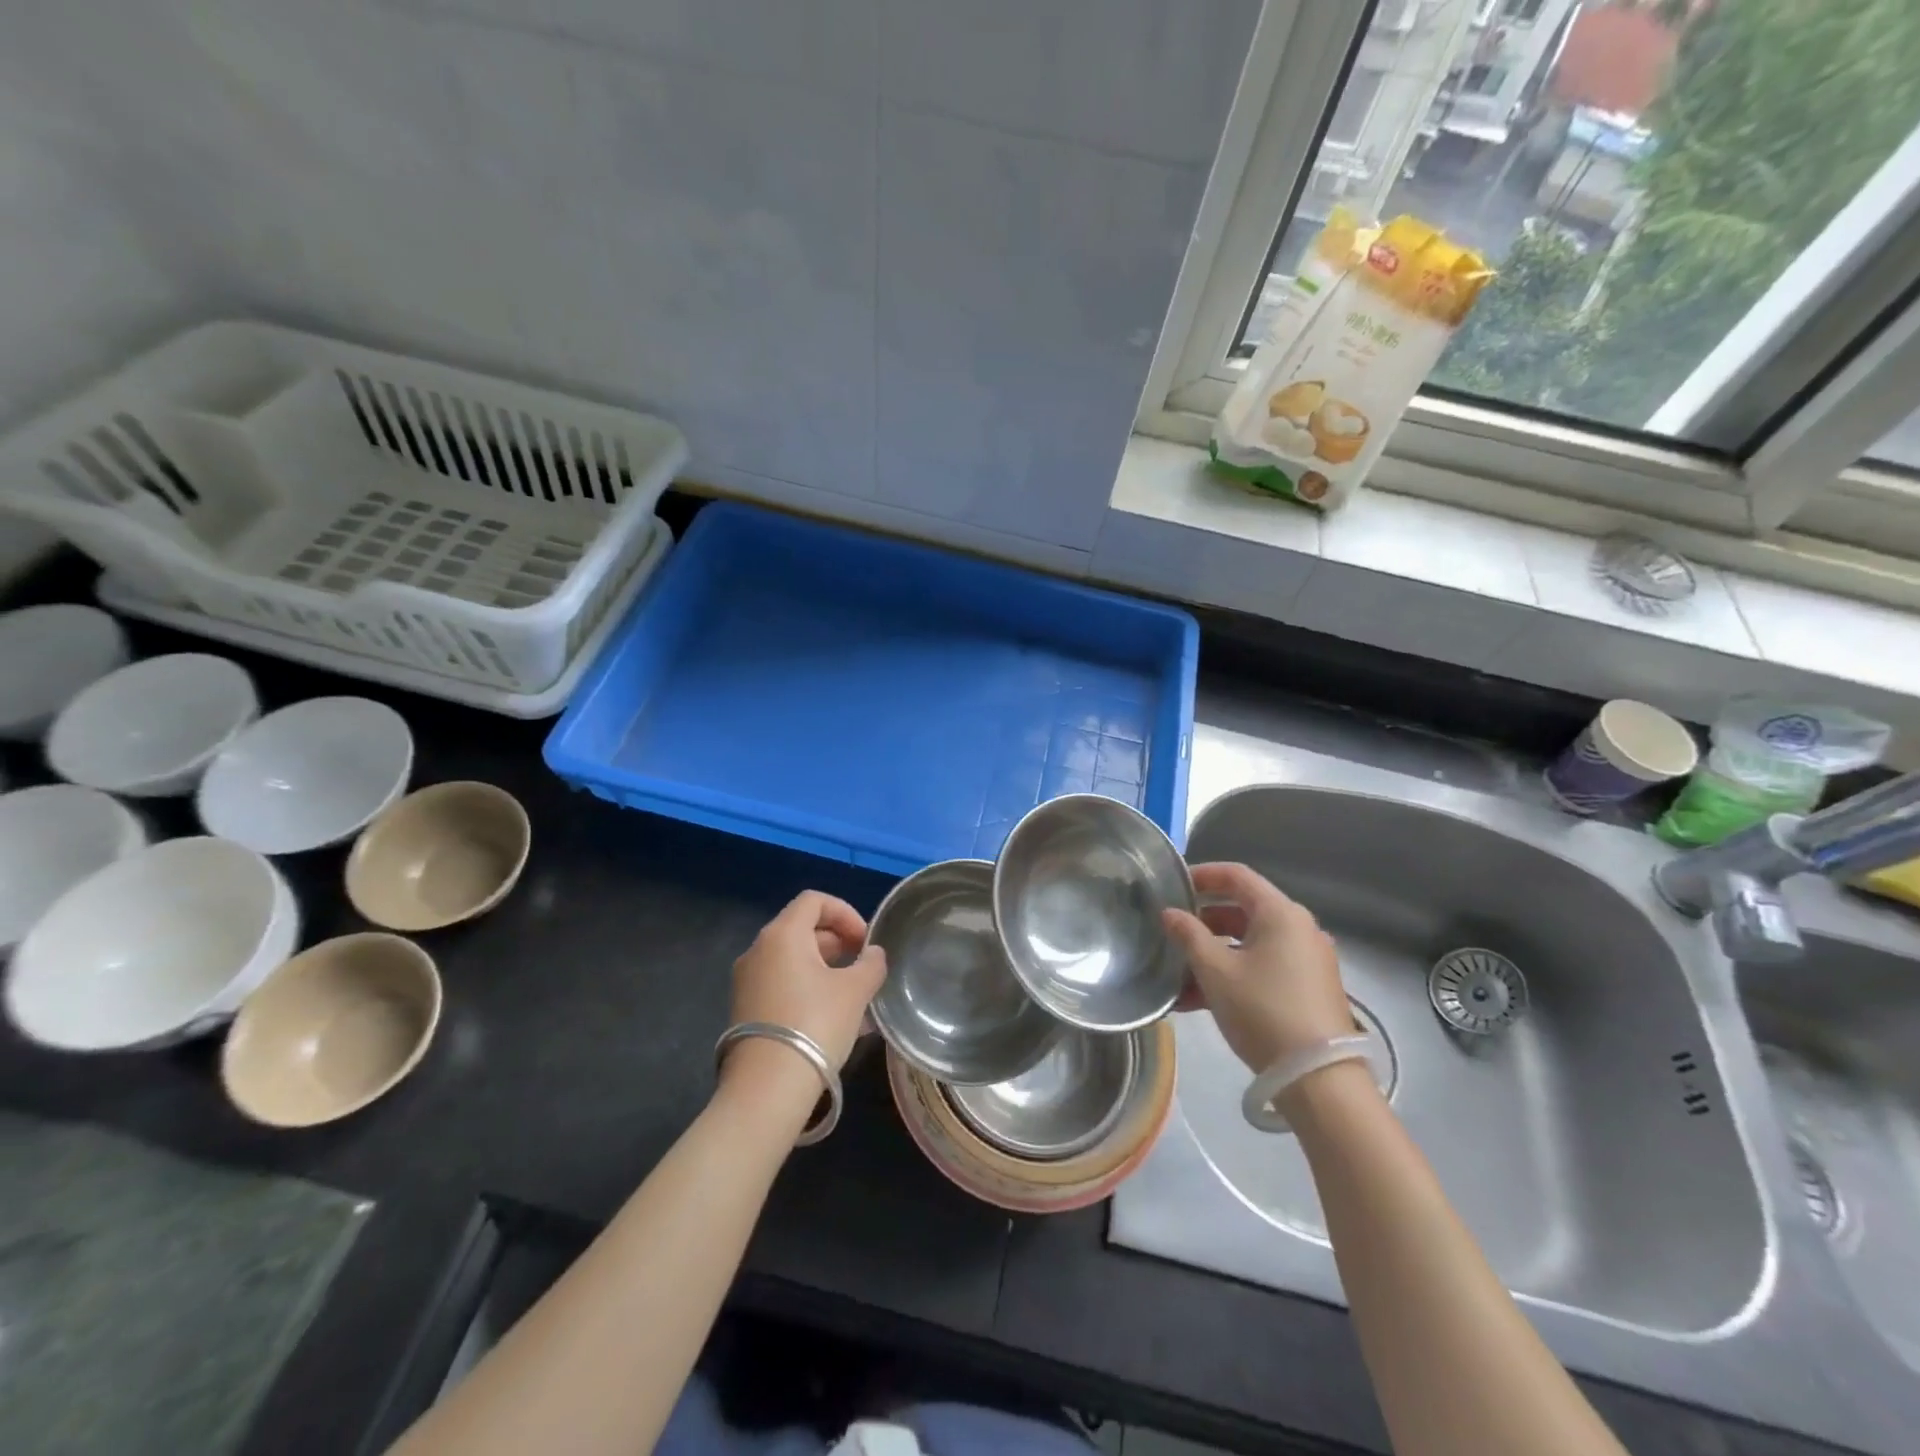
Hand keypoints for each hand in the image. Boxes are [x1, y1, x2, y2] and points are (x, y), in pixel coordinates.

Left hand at [726, 892, 886, 1088]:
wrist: (767, 1089)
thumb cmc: (815, 1025)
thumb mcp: (855, 991)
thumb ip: (870, 964)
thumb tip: (873, 954)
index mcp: (782, 934)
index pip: (814, 901)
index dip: (845, 912)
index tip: (864, 941)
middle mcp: (758, 950)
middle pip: (801, 928)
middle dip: (837, 942)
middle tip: (861, 967)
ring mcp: (746, 980)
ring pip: (792, 959)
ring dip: (824, 968)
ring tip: (852, 996)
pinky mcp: (744, 1009)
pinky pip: (781, 983)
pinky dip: (806, 988)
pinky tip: (831, 1017)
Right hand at [1162, 863, 1354, 1074]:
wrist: (1318, 1079)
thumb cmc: (1263, 1010)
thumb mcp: (1215, 971)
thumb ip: (1188, 935)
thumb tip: (1169, 913)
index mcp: (1281, 913)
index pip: (1237, 875)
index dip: (1202, 875)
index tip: (1173, 886)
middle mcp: (1299, 928)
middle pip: (1244, 909)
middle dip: (1203, 921)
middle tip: (1171, 932)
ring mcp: (1307, 960)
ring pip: (1251, 942)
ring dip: (1214, 953)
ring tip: (1179, 975)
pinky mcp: (1309, 988)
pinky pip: (1264, 966)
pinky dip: (1234, 973)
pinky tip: (1199, 1000)